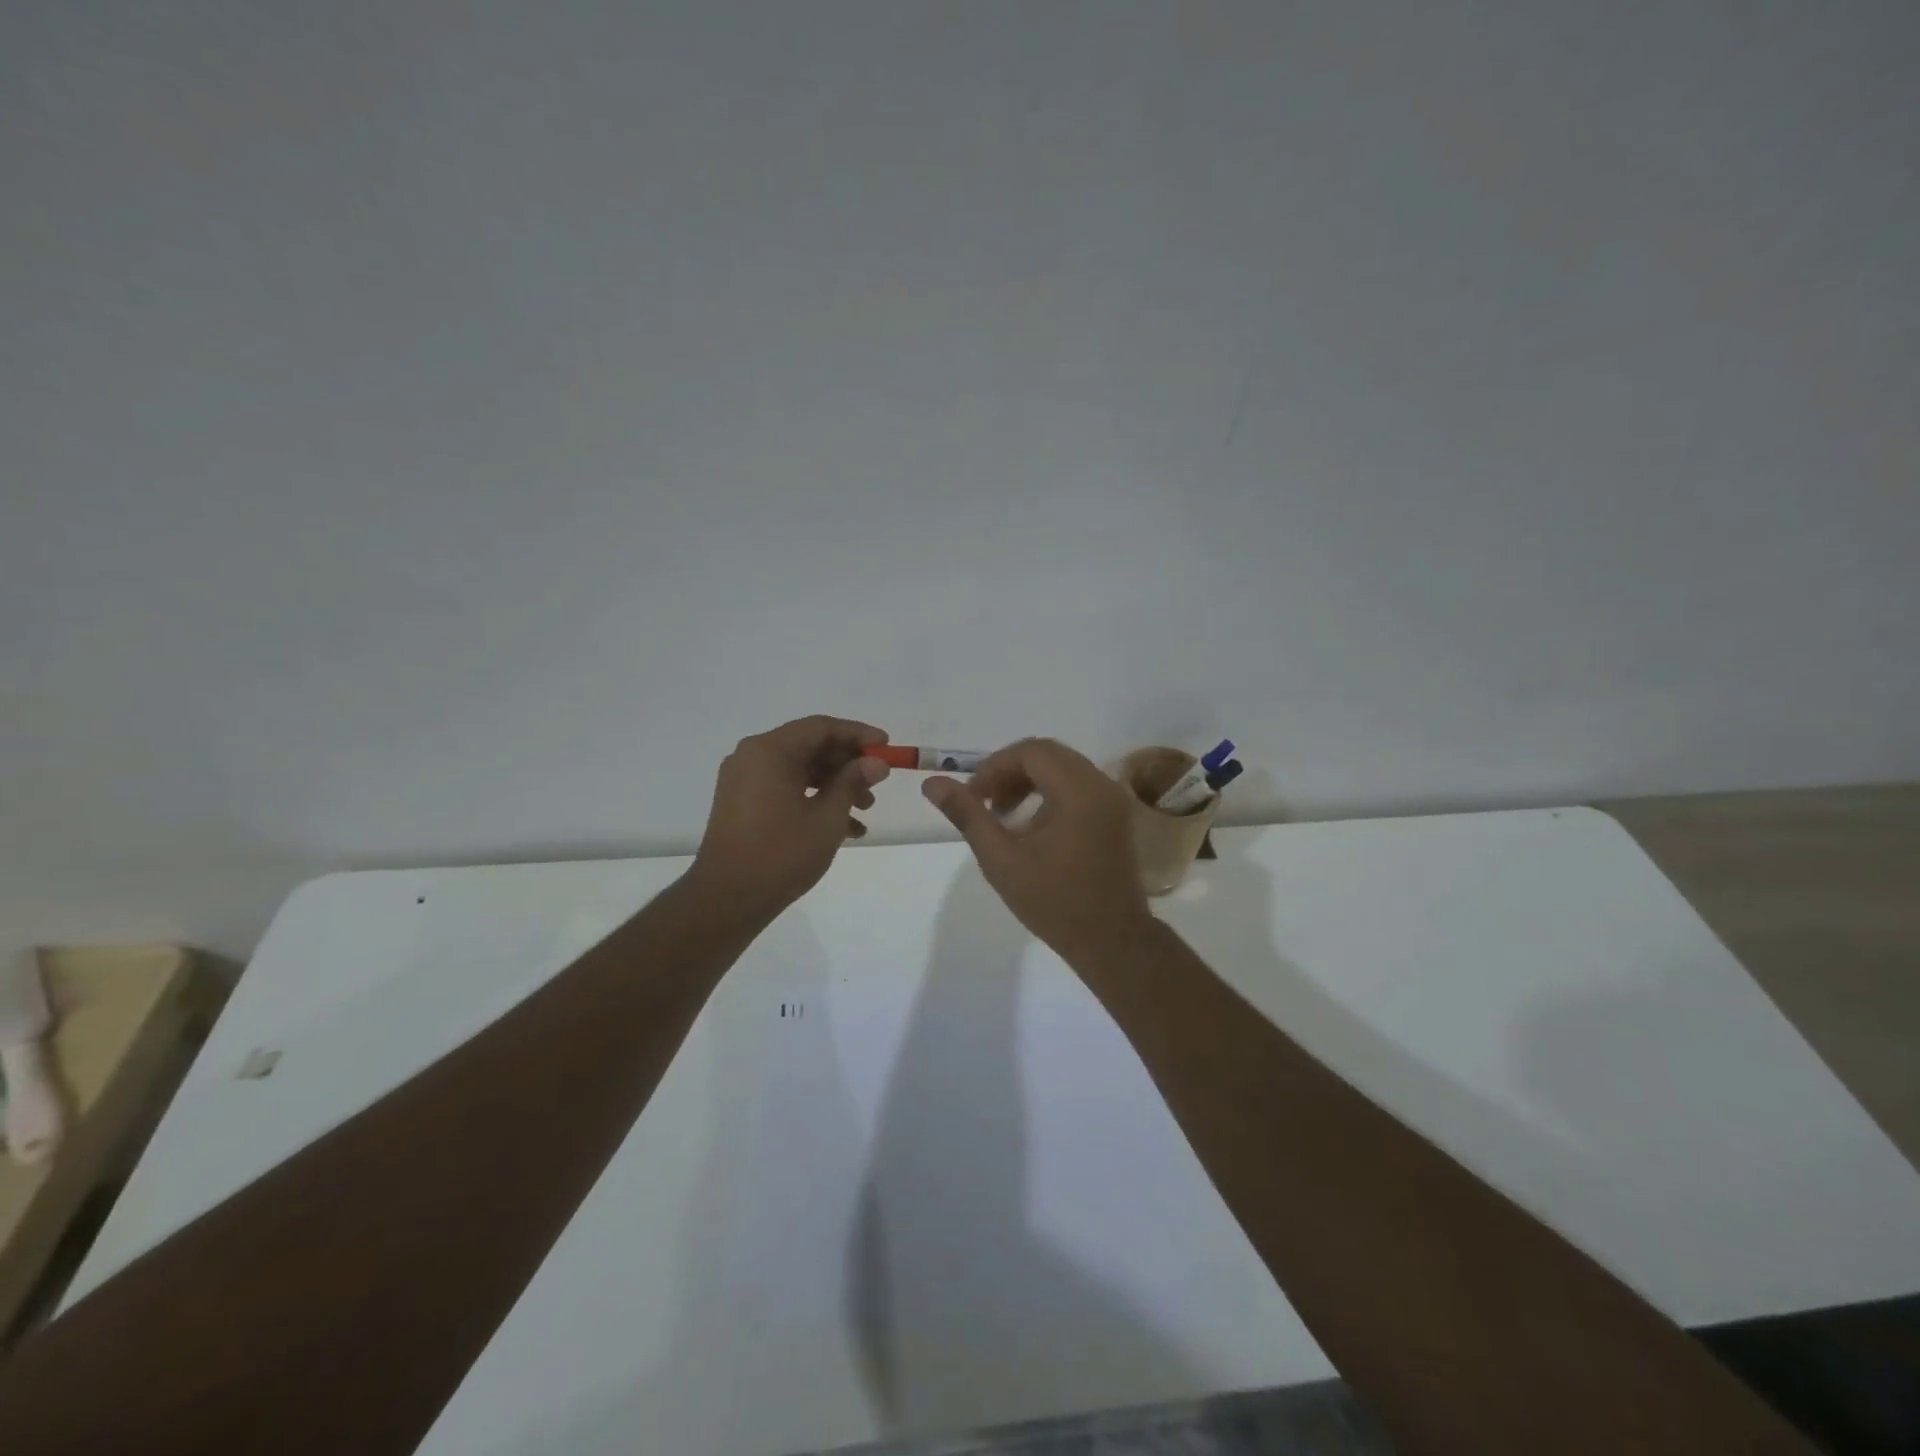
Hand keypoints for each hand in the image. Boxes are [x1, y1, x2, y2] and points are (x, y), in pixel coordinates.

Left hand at [690, 716, 890, 918]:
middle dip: (847, 764)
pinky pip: (784, 787)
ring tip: (865, 810)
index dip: (858, 734)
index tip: (886, 747)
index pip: (821, 727)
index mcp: (770, 751)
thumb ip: (852, 782)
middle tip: (877, 783)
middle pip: (810, 746)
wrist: (727, 899)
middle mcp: (752, 756)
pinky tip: (844, 828)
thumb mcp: (827, 817)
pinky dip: (813, 799)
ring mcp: (744, 779)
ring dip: (834, 784)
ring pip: (799, 769)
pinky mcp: (742, 802)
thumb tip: (876, 763)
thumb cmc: (781, 854)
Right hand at [922, 737, 1153, 965]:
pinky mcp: (1115, 815)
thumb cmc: (1054, 903)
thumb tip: (932, 784)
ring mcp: (1112, 799)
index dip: (995, 766)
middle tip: (984, 801)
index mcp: (1078, 792)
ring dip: (1029, 780)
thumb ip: (968, 816)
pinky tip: (1030, 824)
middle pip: (1048, 754)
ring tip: (1002, 813)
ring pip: (1063, 767)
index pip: (1031, 751)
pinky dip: (1049, 791)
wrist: (1112, 942)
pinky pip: (1078, 785)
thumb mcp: (1001, 860)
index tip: (973, 795)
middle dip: (1010, 771)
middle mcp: (1101, 785)